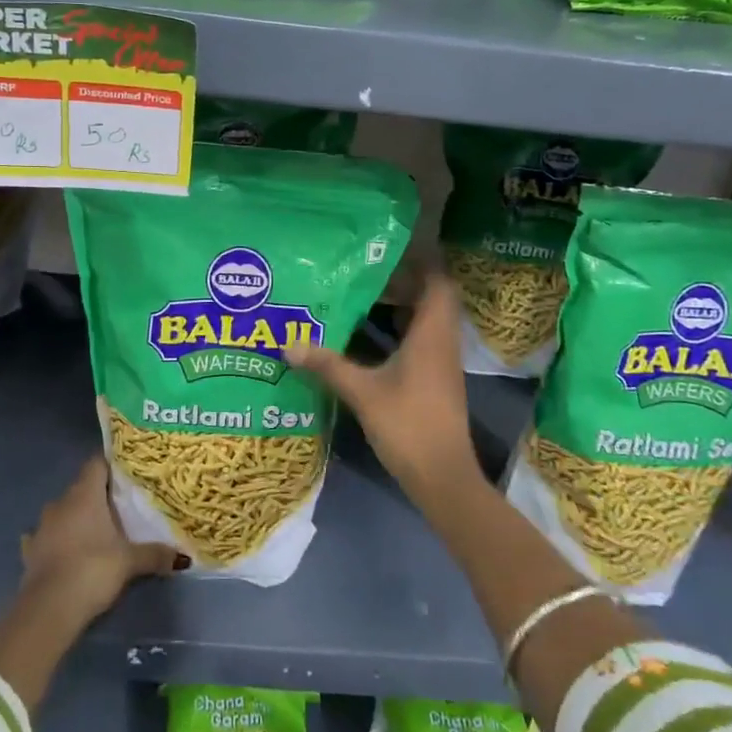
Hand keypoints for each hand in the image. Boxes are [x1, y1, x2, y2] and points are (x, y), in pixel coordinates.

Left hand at [20, 456, 184, 623]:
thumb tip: (181, 556)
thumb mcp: (130, 562)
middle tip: (120, 507)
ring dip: (76, 518)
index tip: (127, 474)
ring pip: (62, 512)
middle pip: (81, 488)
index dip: (111, 465)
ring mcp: (41, 527)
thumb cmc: (92, 570)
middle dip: (98, 495)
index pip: (96, 463)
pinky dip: (55, 540)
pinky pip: (45, 537)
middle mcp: (60, 503)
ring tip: (96, 532)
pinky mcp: (30, 551)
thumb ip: (154, 554)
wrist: (48, 610)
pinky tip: (64, 551)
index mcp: (84, 495)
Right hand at [284, 273, 483, 510]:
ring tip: (365, 300)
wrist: (443, 478)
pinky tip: (372, 340)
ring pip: (427, 321)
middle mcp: (442, 342)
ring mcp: (442, 363)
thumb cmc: (408, 425)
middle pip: (432, 298)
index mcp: (431, 334)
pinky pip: (423, 342)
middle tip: (366, 276)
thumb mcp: (362, 392)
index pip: (438, 282)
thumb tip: (289, 343)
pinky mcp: (436, 381)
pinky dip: (402, 332)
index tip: (387, 253)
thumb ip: (327, 365)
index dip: (419, 263)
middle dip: (403, 283)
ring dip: (402, 308)